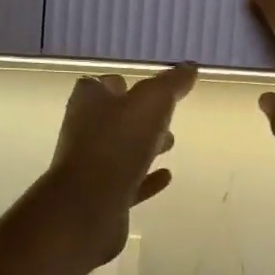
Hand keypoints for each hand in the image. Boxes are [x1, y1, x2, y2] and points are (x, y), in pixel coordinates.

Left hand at [40, 63, 196, 268]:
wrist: (88, 207)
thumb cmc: (117, 145)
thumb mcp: (151, 103)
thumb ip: (171, 84)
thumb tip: (190, 67)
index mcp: (89, 103)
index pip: (101, 85)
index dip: (123, 84)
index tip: (148, 87)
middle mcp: (85, 132)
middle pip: (113, 119)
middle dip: (139, 117)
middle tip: (166, 118)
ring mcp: (91, 168)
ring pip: (121, 152)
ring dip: (144, 147)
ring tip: (170, 143)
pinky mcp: (101, 199)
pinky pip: (128, 184)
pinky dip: (146, 179)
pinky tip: (166, 176)